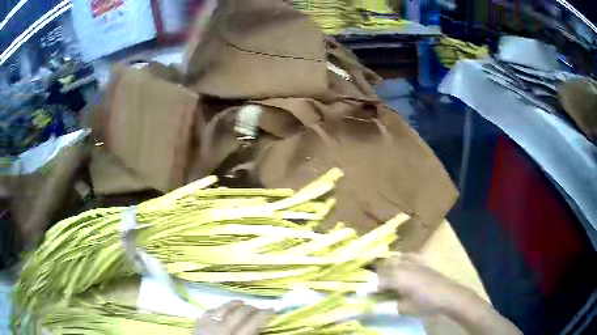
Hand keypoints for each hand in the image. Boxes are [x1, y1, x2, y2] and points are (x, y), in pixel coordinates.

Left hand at [193, 300, 273, 334]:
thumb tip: (259, 328)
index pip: (253, 322)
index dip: (265, 314)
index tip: (272, 310)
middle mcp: (222, 328)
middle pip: (240, 313)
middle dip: (252, 308)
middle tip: (259, 309)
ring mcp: (209, 323)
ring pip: (224, 307)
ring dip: (235, 304)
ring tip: (242, 303)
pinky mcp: (199, 321)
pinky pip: (210, 310)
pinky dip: (219, 308)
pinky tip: (223, 308)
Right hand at [377, 254, 480, 315]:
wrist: (448, 295)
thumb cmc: (425, 303)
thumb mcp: (403, 308)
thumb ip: (387, 304)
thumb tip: (375, 303)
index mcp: (397, 277)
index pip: (377, 280)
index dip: (368, 287)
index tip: (362, 293)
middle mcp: (403, 266)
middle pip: (383, 267)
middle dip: (375, 275)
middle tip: (371, 285)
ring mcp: (413, 262)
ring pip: (394, 259)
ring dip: (386, 266)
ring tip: (382, 275)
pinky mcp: (421, 262)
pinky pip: (406, 256)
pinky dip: (400, 259)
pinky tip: (399, 263)